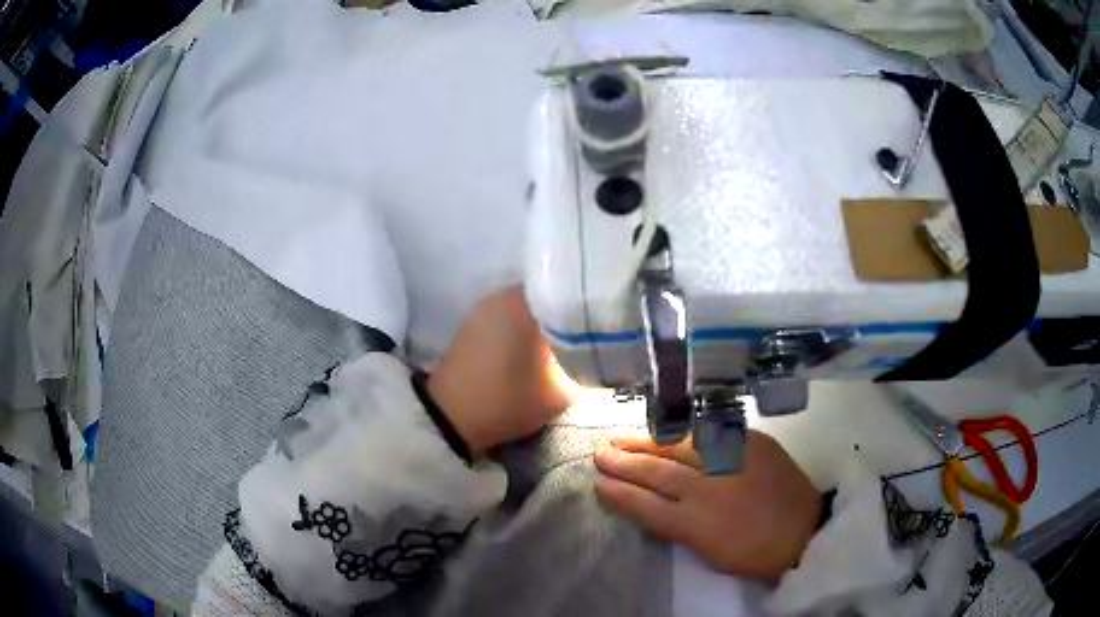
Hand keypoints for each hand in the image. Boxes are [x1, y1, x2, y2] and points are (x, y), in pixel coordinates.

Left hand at [428, 286, 579, 456]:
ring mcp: (485, 305)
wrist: (451, 417)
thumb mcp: (562, 392)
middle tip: (592, 330)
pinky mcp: (473, 322)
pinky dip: (525, 325)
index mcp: (527, 302)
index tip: (606, 319)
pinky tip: (539, 344)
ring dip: (546, 318)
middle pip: (550, 293)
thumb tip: (594, 355)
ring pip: (529, 304)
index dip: (590, 304)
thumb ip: (585, 368)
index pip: (571, 288)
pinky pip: (510, 314)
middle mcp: (504, 293)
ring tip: (568, 337)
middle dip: (569, 310)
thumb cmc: (508, 400)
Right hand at [594, 431, 820, 582]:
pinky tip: (666, 429)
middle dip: (624, 462)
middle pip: (656, 472)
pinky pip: (708, 434)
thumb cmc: (754, 552)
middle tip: (600, 453)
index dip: (619, 494)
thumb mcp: (708, 552)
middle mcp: (706, 489)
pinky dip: (683, 433)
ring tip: (621, 437)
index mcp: (693, 523)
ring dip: (646, 442)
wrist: (804, 530)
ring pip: (678, 448)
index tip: (598, 485)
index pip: (644, 505)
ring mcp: (729, 461)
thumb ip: (677, 527)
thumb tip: (652, 505)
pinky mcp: (750, 443)